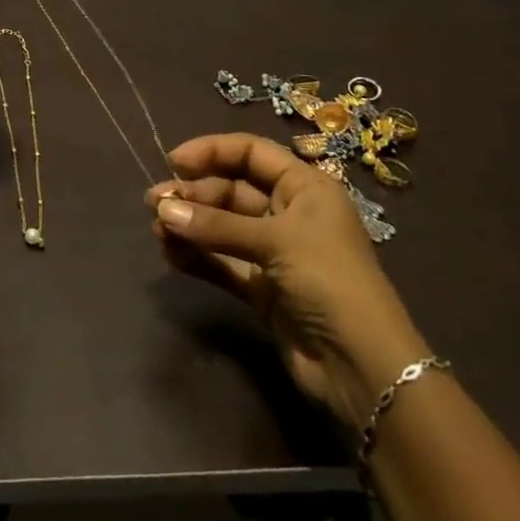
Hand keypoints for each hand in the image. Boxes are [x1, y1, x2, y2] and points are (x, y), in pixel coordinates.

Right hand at [148, 133, 432, 431]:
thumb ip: (216, 226)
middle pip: (231, 190)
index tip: (173, 161)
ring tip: (157, 231)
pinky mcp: (262, 288)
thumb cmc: (329, 281)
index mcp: (304, 187)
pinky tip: (171, 255)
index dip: (212, 151)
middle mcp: (289, 213)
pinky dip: (197, 256)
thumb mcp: (276, 242)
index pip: (251, 153)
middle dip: (194, 195)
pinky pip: (222, 261)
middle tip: (155, 204)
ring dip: (190, 226)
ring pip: (222, 226)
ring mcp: (274, 252)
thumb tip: (162, 211)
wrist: (365, 369)